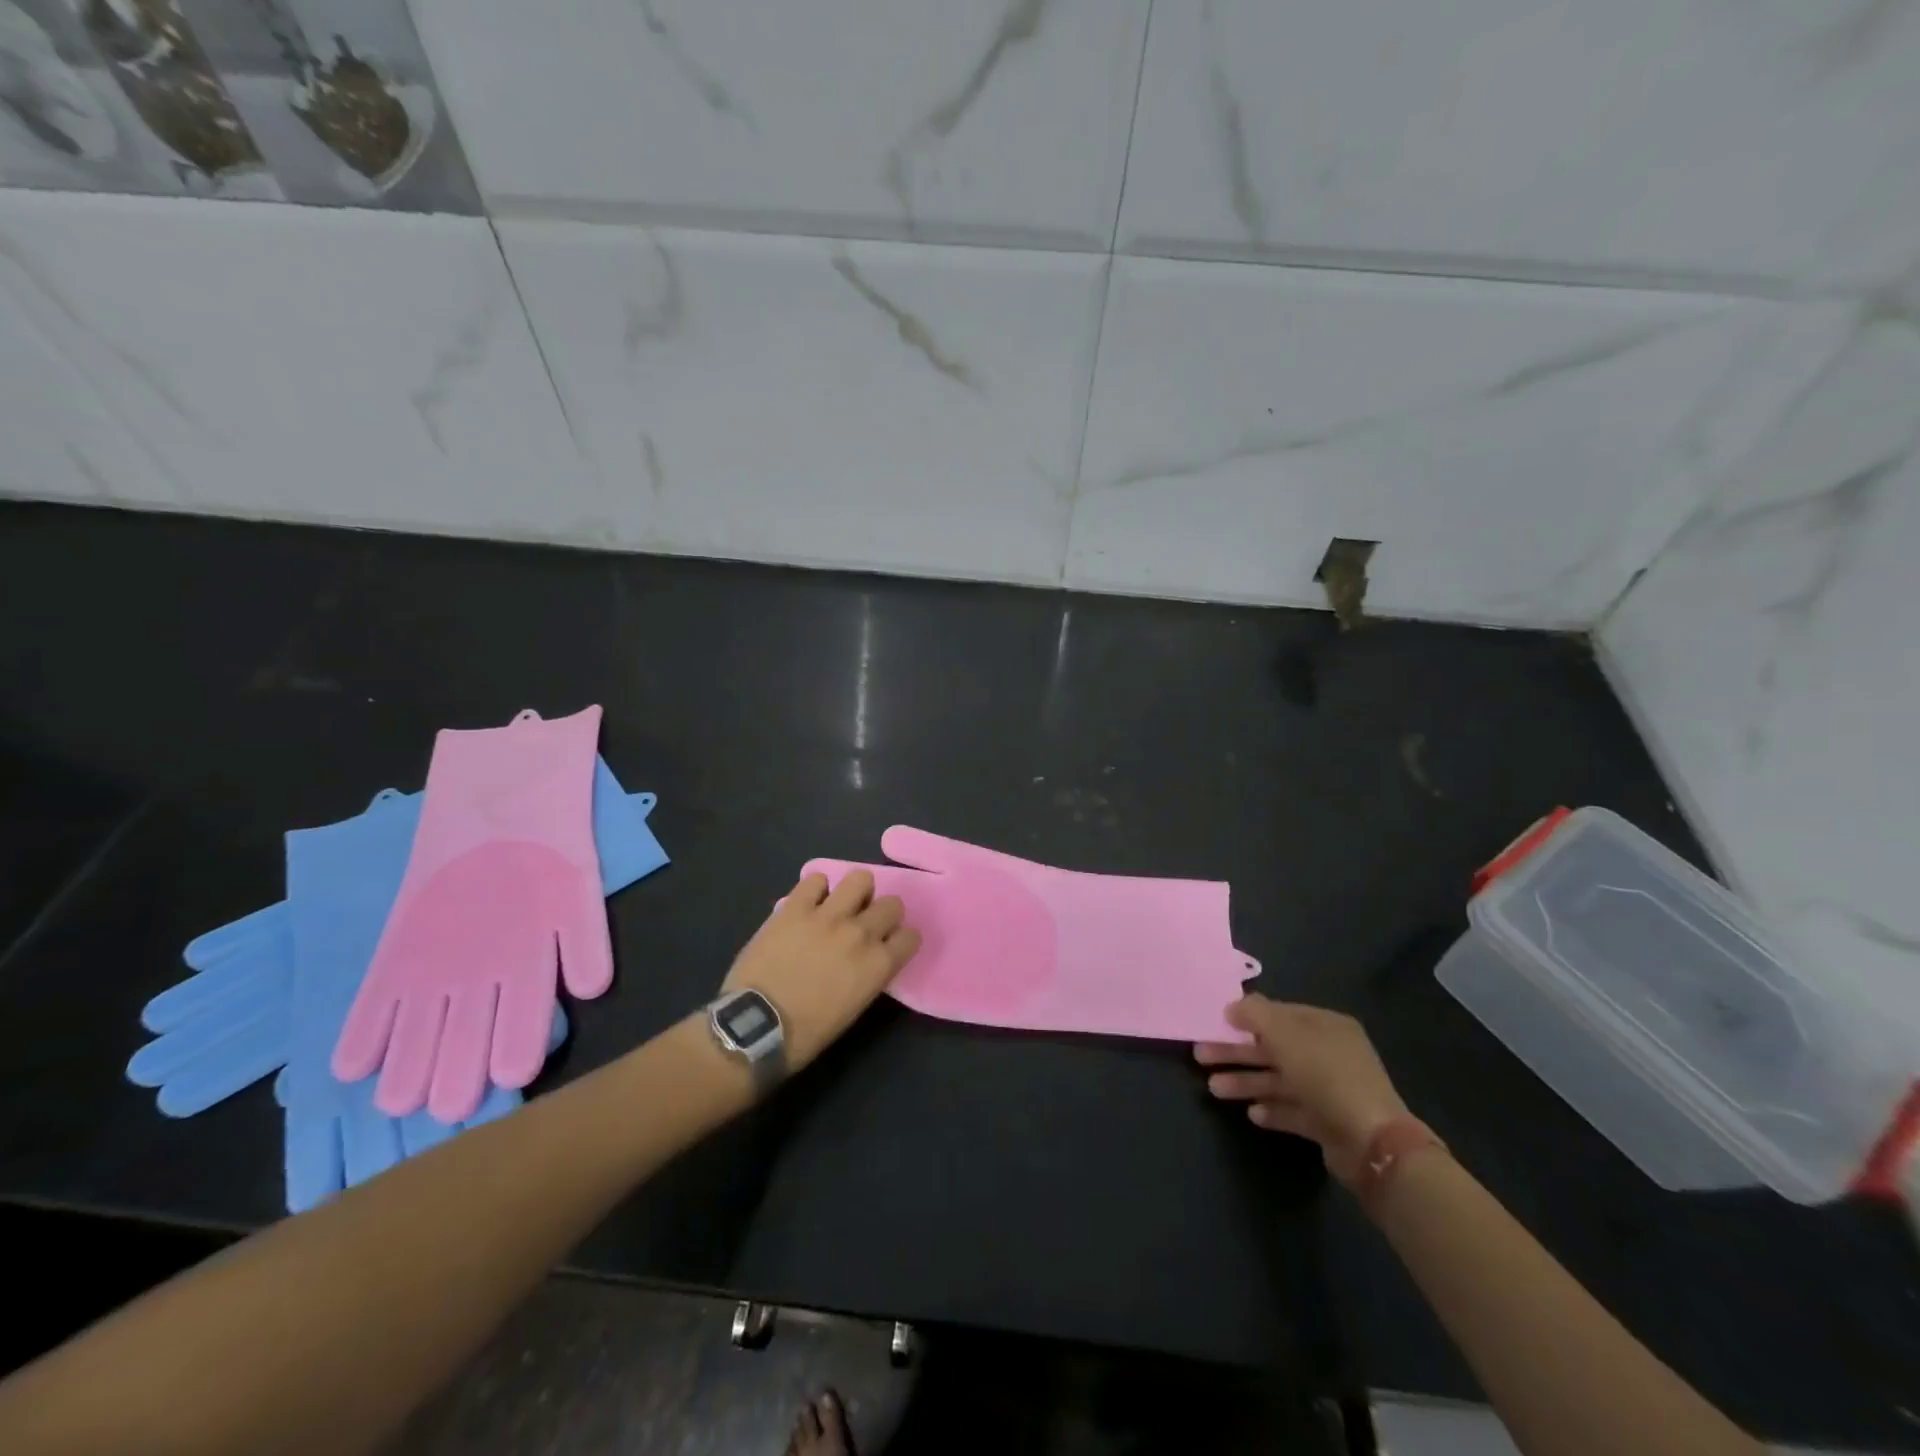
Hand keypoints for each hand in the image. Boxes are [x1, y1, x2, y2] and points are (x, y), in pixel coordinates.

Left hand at [723, 870, 920, 1069]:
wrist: (757, 1026)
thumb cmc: (806, 1033)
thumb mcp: (853, 1008)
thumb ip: (867, 974)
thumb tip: (866, 959)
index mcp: (878, 965)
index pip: (911, 936)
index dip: (900, 939)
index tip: (888, 945)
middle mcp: (861, 934)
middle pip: (892, 904)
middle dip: (883, 913)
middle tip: (864, 924)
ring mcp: (828, 916)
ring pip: (860, 878)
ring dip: (855, 891)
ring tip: (841, 905)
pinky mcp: (796, 907)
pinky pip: (816, 879)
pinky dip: (815, 888)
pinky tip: (809, 903)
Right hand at [1196, 995, 1408, 1188]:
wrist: (1371, 1142)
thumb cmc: (1325, 1075)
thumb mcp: (1285, 1034)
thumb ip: (1254, 1015)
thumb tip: (1232, 1006)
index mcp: (1325, 1026)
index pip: (1280, 1014)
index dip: (1247, 1017)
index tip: (1217, 1022)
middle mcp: (1328, 1054)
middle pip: (1274, 1048)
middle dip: (1237, 1052)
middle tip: (1201, 1055)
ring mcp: (1329, 1090)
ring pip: (1279, 1080)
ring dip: (1246, 1082)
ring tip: (1214, 1089)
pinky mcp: (1328, 1123)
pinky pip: (1292, 1110)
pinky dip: (1271, 1109)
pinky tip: (1252, 1113)